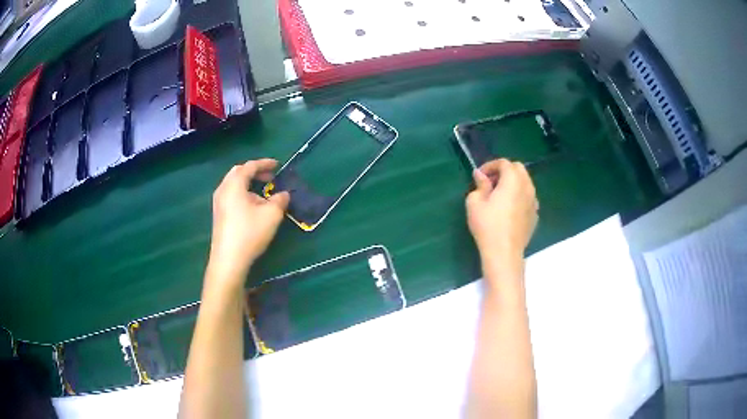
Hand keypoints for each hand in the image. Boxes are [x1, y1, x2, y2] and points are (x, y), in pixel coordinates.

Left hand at [207, 159, 289, 292]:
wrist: (228, 259)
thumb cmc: (250, 232)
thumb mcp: (272, 215)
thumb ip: (280, 200)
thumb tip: (283, 194)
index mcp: (234, 184)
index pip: (249, 166)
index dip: (265, 163)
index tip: (278, 165)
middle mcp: (223, 189)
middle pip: (238, 173)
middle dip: (254, 172)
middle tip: (269, 177)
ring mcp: (218, 203)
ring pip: (233, 185)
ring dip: (248, 184)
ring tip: (263, 193)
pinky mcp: (218, 214)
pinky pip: (231, 195)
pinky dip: (242, 193)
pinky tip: (252, 207)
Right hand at [466, 159, 538, 266]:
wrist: (504, 252)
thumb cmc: (487, 225)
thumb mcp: (475, 202)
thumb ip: (480, 185)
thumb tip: (481, 175)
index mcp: (513, 180)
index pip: (504, 163)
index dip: (490, 166)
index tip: (479, 176)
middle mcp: (527, 186)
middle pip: (518, 169)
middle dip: (504, 171)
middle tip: (490, 183)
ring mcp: (534, 201)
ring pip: (525, 183)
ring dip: (513, 183)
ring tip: (499, 196)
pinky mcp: (535, 215)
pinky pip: (528, 198)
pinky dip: (519, 196)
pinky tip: (509, 209)